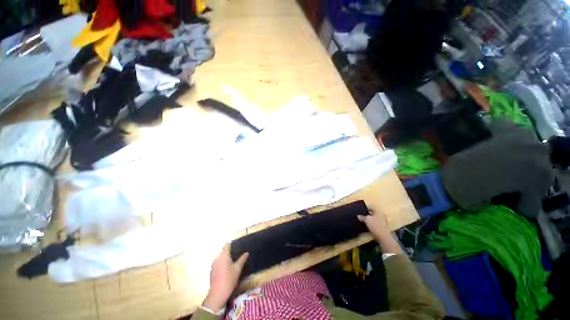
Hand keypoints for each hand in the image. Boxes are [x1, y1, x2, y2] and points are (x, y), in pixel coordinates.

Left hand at [202, 243, 248, 312]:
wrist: (217, 294)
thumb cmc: (229, 279)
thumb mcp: (238, 268)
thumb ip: (242, 259)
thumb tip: (246, 253)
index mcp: (223, 255)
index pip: (227, 245)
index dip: (232, 244)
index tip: (238, 246)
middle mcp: (217, 258)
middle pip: (224, 251)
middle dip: (230, 252)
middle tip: (238, 255)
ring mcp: (213, 265)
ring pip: (221, 258)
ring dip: (226, 258)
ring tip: (234, 262)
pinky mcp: (212, 271)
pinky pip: (218, 263)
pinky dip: (223, 264)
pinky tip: (228, 270)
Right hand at [358, 210, 390, 240]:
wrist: (383, 237)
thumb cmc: (375, 226)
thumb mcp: (366, 220)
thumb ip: (362, 217)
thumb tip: (358, 215)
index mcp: (378, 212)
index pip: (371, 207)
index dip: (365, 208)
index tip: (360, 210)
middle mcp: (381, 215)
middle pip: (373, 213)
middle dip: (367, 214)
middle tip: (361, 215)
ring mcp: (382, 222)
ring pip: (374, 218)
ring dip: (369, 219)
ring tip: (362, 220)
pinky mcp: (382, 227)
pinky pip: (375, 223)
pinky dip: (371, 223)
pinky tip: (367, 225)